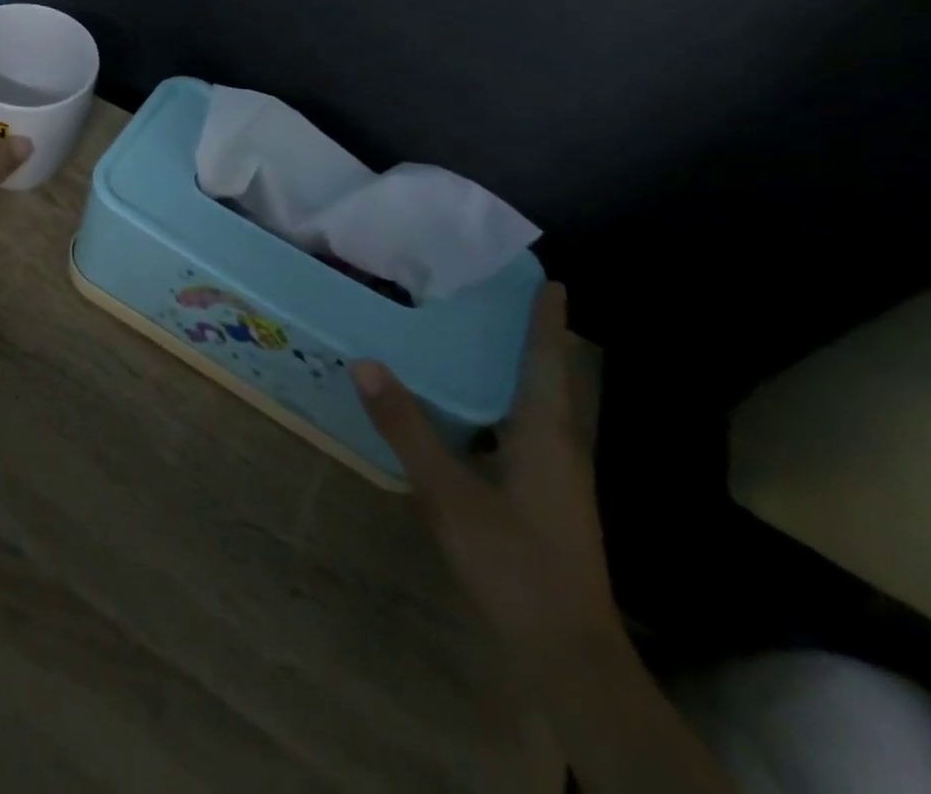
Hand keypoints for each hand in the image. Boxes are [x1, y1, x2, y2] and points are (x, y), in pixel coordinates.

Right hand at [351, 284, 619, 662]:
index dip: (547, 321)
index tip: (548, 280)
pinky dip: (498, 402)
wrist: (565, 651)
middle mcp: (558, 447)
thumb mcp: (449, 492)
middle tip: (493, 294)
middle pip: (547, 378)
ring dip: (513, 368)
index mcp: (546, 436)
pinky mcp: (543, 496)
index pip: (548, 363)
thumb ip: (406, 426)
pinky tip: (466, 405)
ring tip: (475, 335)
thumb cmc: (513, 561)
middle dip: (528, 335)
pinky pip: (520, 429)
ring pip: (534, 405)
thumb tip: (365, 361)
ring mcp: (554, 476)